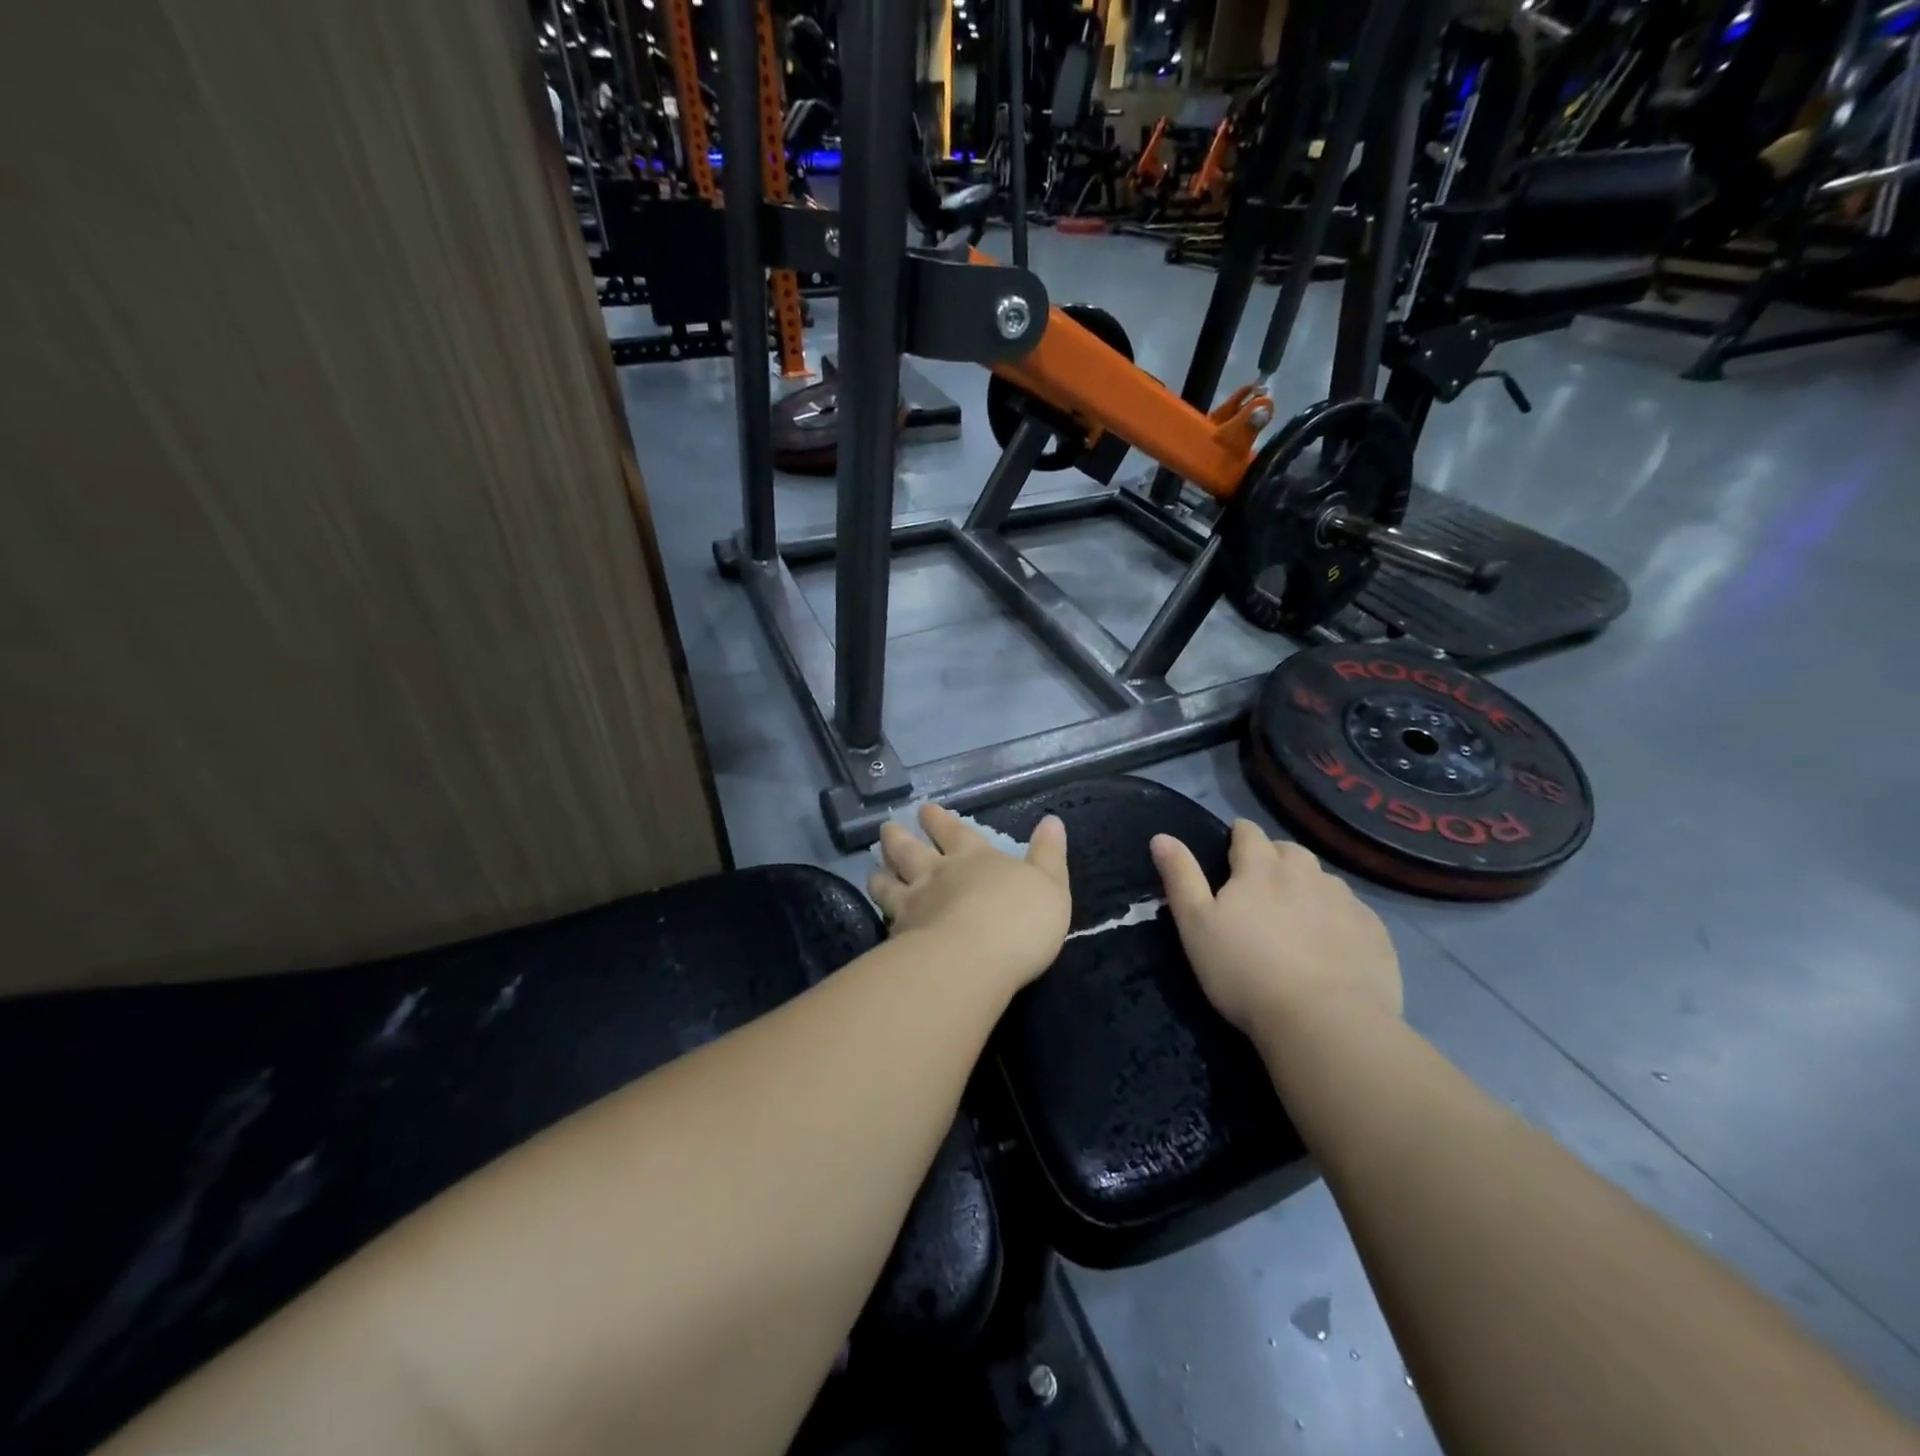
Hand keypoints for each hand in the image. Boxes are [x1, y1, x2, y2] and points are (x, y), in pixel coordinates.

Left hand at [869, 805, 1070, 988]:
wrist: (973, 959)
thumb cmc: (1019, 920)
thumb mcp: (1050, 885)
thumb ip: (1048, 855)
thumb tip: (1051, 820)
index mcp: (975, 858)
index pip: (955, 831)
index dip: (939, 820)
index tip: (924, 810)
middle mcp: (938, 874)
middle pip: (911, 850)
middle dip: (900, 837)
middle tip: (887, 827)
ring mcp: (914, 903)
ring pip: (889, 881)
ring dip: (881, 874)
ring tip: (873, 871)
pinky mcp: (899, 935)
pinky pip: (884, 917)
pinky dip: (879, 912)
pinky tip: (878, 916)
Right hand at [1150, 820, 1401, 1034]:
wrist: (1324, 1022)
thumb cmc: (1244, 971)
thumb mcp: (1195, 925)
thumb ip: (1180, 877)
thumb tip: (1161, 837)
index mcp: (1260, 869)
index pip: (1248, 833)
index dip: (1238, 836)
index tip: (1231, 849)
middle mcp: (1305, 874)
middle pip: (1289, 851)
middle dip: (1274, 858)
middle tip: (1261, 886)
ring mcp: (1345, 902)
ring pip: (1323, 880)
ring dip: (1308, 887)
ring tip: (1297, 916)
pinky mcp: (1374, 933)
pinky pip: (1353, 912)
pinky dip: (1338, 917)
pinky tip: (1332, 944)